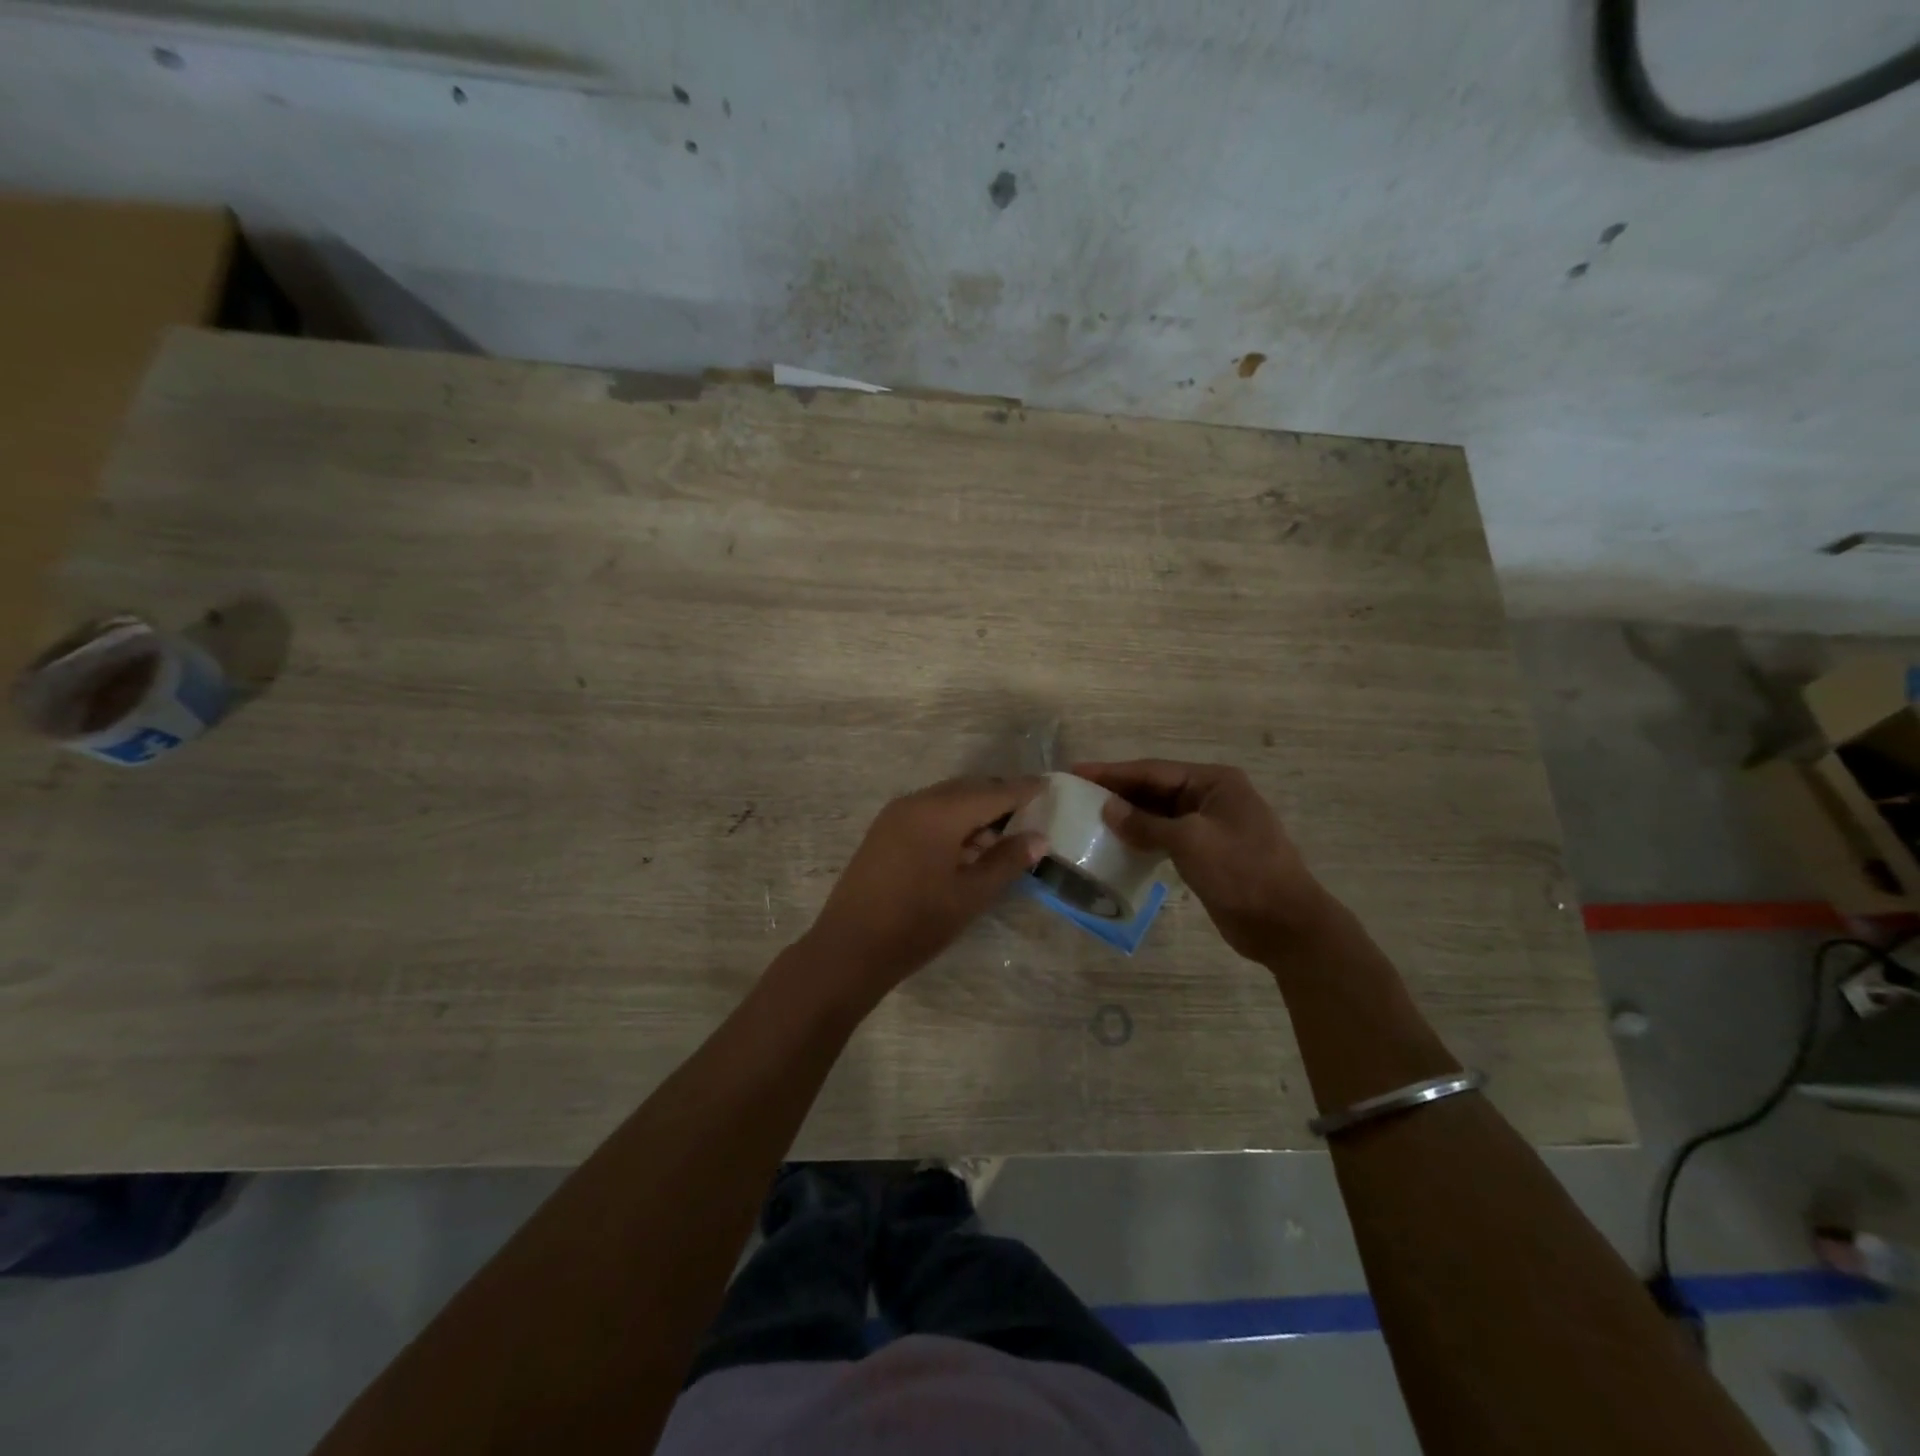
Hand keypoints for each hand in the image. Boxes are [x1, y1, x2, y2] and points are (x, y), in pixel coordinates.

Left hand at [798, 777, 1047, 997]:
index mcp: (941, 812)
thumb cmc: (917, 924)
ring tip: (1002, 838)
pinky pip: (927, 813)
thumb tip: (1039, 838)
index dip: (1023, 790)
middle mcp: (917, 802)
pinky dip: (952, 822)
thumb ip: (1007, 861)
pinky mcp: (884, 831)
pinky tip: (966, 848)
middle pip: (968, 789)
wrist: (849, 948)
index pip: (993, 792)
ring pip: (947, 800)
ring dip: (975, 812)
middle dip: (999, 798)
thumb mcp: (970, 895)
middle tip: (1030, 813)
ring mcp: (896, 815)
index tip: (1049, 786)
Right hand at [1072, 759, 1333, 962]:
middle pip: (1155, 788)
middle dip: (1117, 791)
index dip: (1113, 772)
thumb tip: (1107, 809)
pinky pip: (1166, 836)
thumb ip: (1146, 824)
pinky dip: (1142, 837)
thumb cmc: (1241, 872)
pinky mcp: (1206, 852)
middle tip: (1076, 794)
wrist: (1285, 925)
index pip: (1153, 770)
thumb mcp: (1190, 842)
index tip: (1076, 771)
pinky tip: (1118, 843)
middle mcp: (1212, 796)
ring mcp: (1210, 825)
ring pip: (1159, 813)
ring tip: (1089, 817)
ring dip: (1128, 815)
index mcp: (1214, 782)